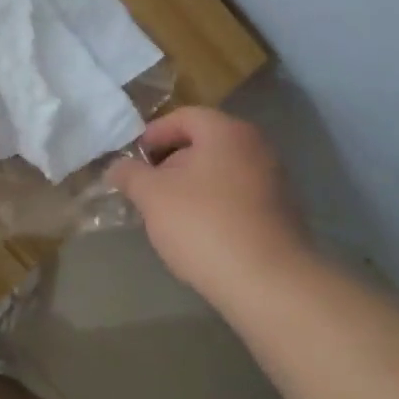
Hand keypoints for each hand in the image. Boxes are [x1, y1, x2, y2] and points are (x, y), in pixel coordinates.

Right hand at [106, 107, 311, 308]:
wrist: (267, 282)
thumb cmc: (203, 224)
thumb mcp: (152, 196)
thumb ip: (130, 174)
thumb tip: (117, 167)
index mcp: (226, 132)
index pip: (183, 116)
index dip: (153, 135)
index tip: (133, 161)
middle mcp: (256, 147)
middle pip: (203, 143)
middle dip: (170, 163)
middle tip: (146, 189)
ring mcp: (274, 181)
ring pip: (220, 172)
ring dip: (191, 187)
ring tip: (168, 215)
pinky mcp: (281, 214)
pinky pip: (237, 198)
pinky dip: (214, 206)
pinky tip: (198, 234)